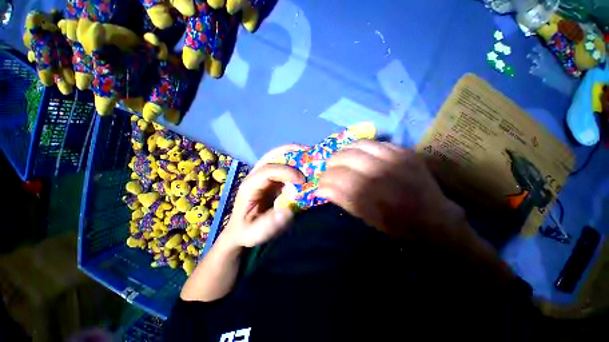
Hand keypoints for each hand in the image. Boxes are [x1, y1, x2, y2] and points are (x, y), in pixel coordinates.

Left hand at [223, 145, 305, 247]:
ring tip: (309, 154)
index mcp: (249, 186)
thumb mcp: (255, 233)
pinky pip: (284, 165)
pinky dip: (295, 162)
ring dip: (294, 154)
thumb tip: (288, 210)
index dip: (286, 171)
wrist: (241, 230)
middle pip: (271, 155)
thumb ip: (269, 224)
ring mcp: (264, 176)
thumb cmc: (246, 231)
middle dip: (291, 151)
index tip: (302, 179)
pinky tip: (305, 165)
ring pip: (278, 157)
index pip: (267, 171)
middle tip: (309, 152)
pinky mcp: (272, 179)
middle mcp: (255, 176)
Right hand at [316, 140, 465, 242]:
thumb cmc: (397, 225)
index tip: (321, 184)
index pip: (335, 178)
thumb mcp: (366, 218)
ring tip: (341, 160)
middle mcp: (380, 173)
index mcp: (370, 195)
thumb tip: (319, 189)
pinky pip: (374, 142)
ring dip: (343, 152)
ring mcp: (394, 159)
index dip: (324, 180)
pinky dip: (360, 147)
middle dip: (331, 164)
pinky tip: (358, 155)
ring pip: (357, 146)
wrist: (435, 218)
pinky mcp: (404, 152)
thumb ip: (341, 199)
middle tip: (330, 170)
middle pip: (343, 158)